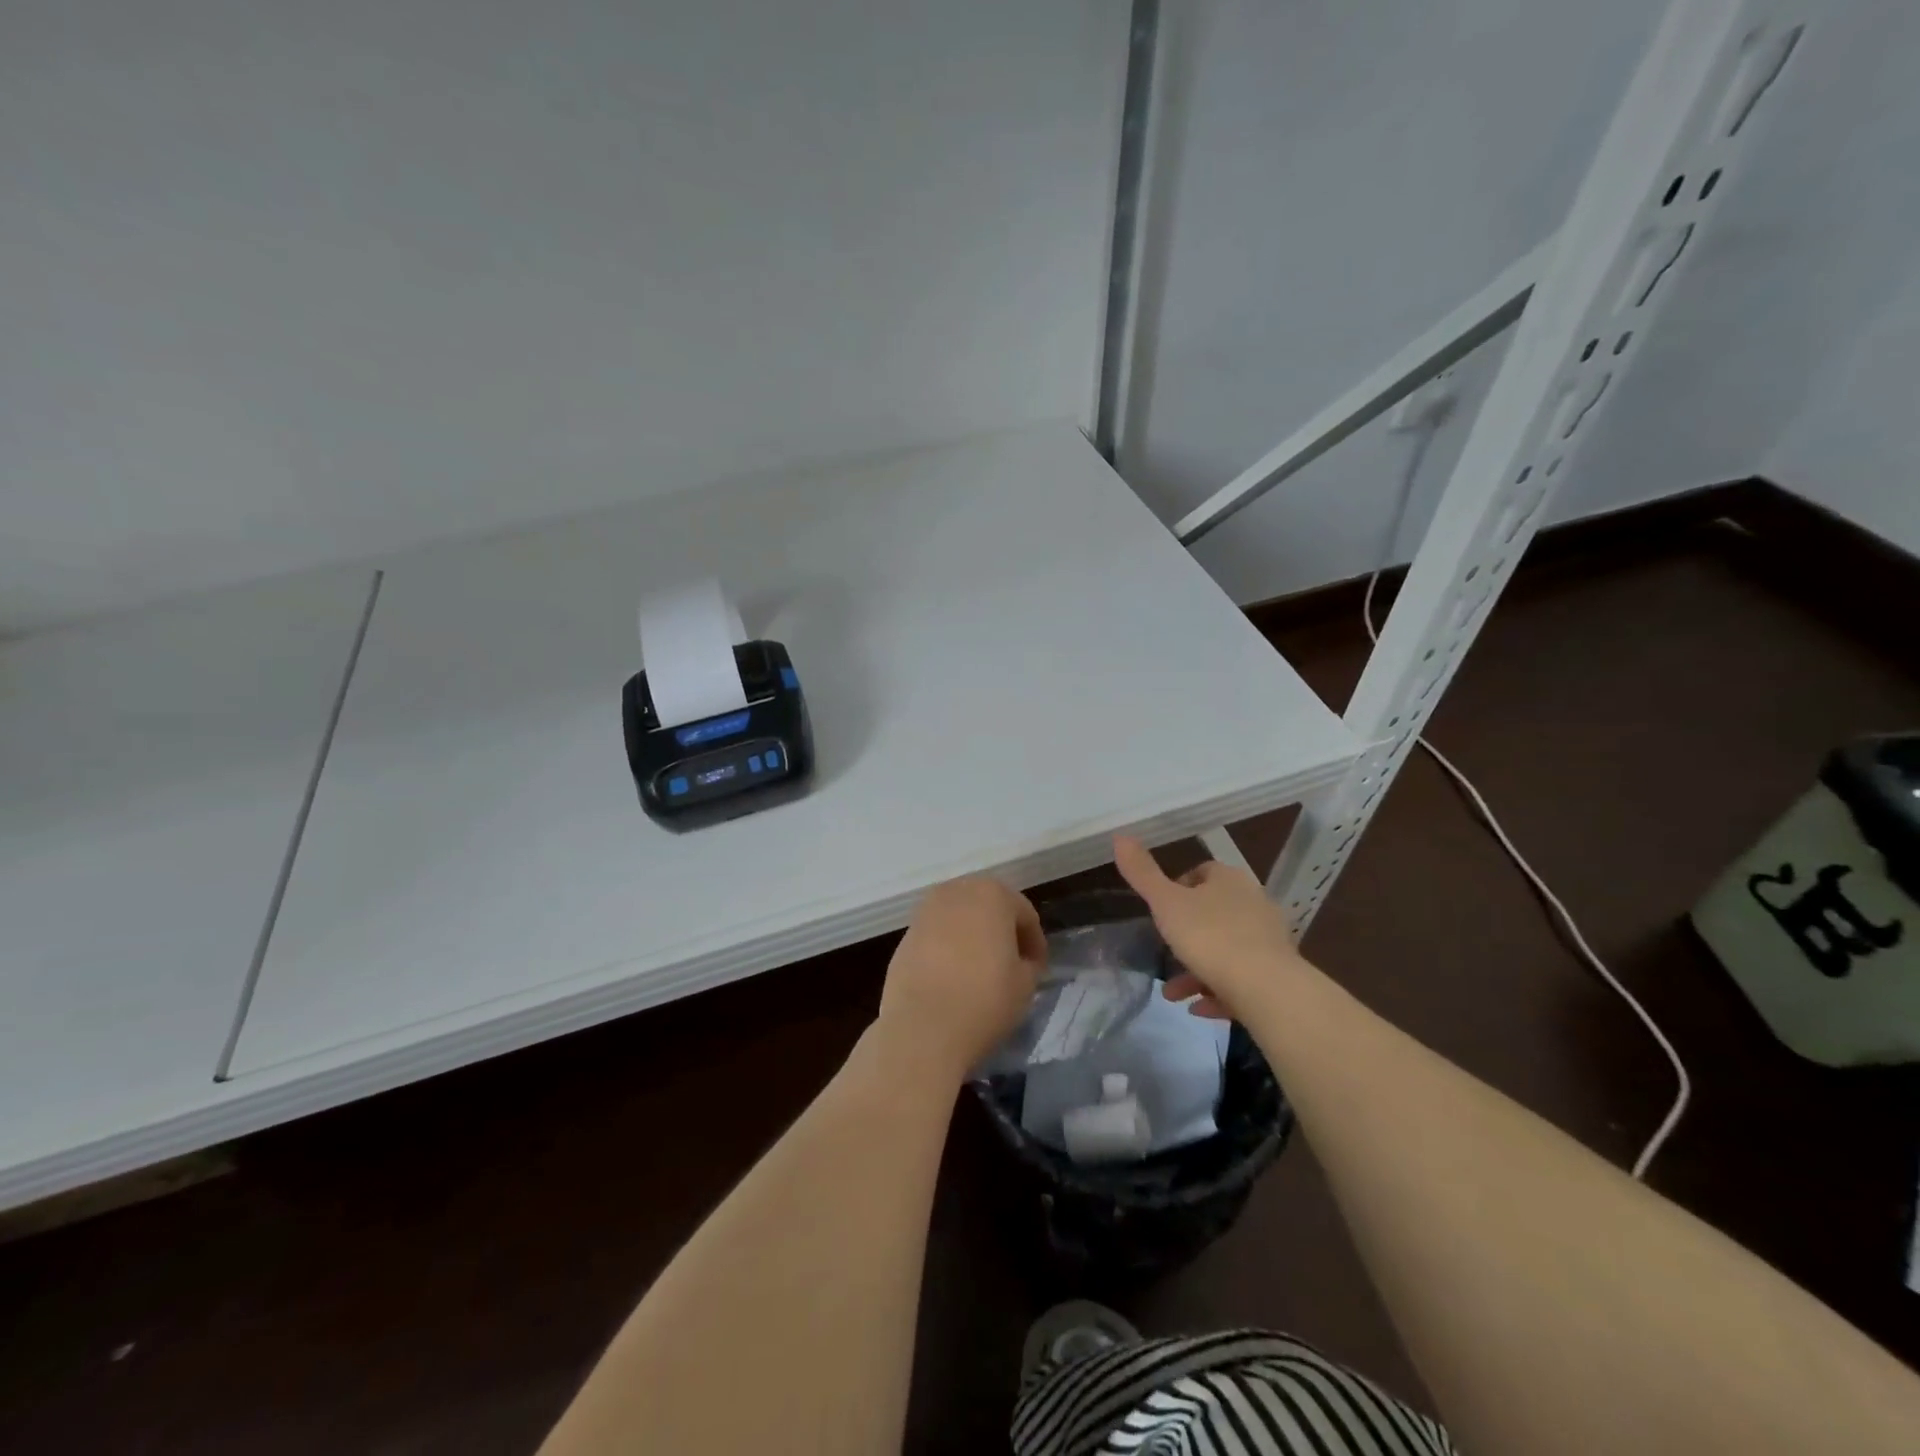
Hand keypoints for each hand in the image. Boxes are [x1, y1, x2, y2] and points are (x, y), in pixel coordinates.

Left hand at [874, 878, 1046, 1082]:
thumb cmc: (984, 999)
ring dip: (973, 937)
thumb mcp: (1025, 984)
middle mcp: (956, 892)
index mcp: (992, 894)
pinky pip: (937, 936)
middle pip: (988, 907)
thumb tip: (1020, 961)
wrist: (922, 1027)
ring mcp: (925, 912)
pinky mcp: (905, 935)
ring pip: (960, 919)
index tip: (1038, 968)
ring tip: (981, 970)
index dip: (1035, 942)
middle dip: (1002, 931)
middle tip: (1012, 964)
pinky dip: (948, 948)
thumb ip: (1028, 963)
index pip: (1024, 914)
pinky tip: (953, 977)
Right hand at [1113, 835, 1305, 1020]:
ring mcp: (1268, 939)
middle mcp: (1254, 902)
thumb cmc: (1210, 937)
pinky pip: (1241, 978)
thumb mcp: (1166, 904)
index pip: (1202, 872)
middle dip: (1186, 934)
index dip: (1178, 888)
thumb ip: (1142, 873)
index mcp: (1229, 880)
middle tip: (1165, 952)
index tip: (1161, 911)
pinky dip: (1218, 990)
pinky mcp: (1277, 973)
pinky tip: (1199, 1008)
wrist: (1267, 989)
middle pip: (1214, 912)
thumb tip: (1119, 836)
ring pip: (1225, 949)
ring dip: (1197, 969)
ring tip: (1173, 993)